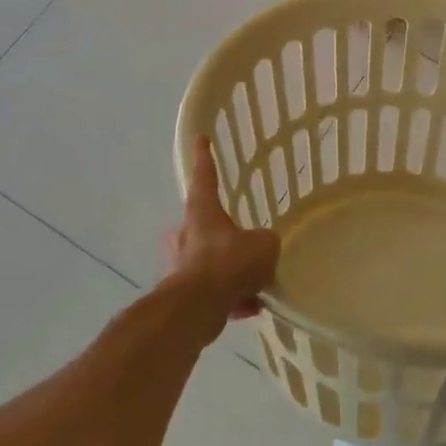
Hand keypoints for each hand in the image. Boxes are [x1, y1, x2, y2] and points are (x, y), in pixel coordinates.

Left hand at [160, 139, 279, 331]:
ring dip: (228, 270)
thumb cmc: (228, 263)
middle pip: (204, 224)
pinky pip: (210, 289)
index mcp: (201, 211)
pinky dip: (227, 296)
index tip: (200, 138)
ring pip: (207, 260)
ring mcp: (179, 264)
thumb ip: (266, 242)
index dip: (205, 156)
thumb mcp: (264, 245)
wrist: (197, 308)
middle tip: (243, 243)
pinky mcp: (180, 294)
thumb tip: (263, 249)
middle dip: (222, 233)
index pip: (205, 175)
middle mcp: (185, 233)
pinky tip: (249, 307)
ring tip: (254, 283)